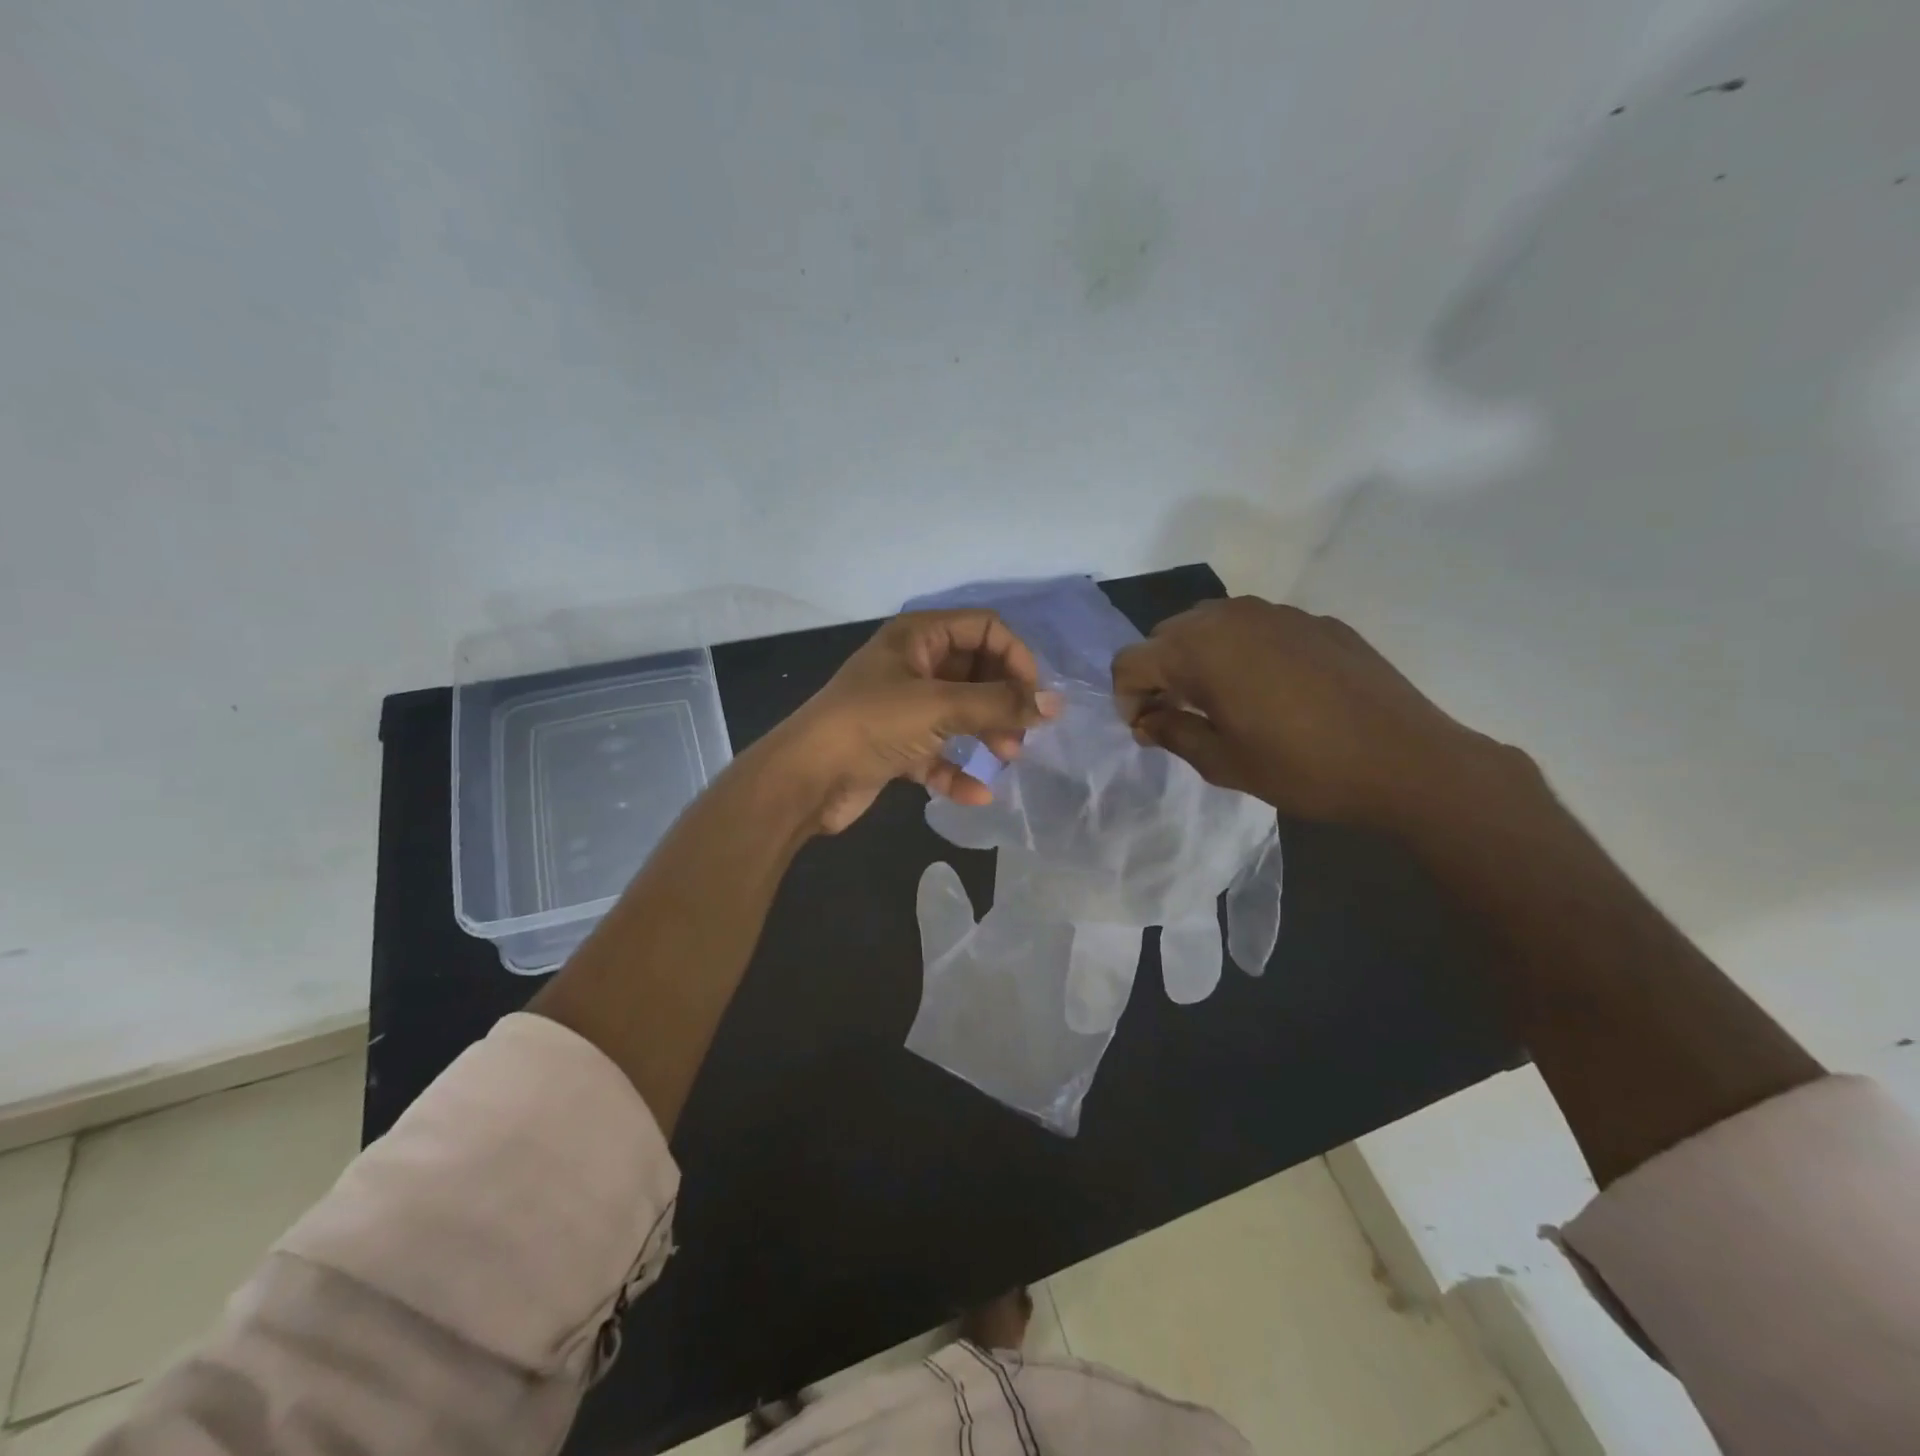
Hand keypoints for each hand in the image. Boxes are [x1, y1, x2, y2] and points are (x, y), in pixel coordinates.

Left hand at [772, 609, 1059, 833]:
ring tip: (1008, 758)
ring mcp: (903, 707)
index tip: (1033, 697)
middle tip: (1022, 732)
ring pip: (960, 713)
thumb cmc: (871, 725)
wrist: (804, 779)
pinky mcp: (896, 746)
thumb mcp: (938, 707)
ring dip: (986, 734)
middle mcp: (912, 665)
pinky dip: (957, 770)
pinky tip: (977, 795)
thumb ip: (998, 704)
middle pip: (976, 671)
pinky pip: (938, 752)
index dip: (1015, 657)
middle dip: (1003, 700)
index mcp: (918, 637)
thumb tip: (1056, 705)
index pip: (985, 629)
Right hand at [1111, 597, 1504, 830]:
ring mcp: (1277, 613)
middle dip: (1160, 674)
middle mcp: (1230, 617)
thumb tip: (1147, 720)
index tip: (1147, 730)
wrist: (1407, 760)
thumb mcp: (1224, 763)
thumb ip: (1172, 733)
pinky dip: (1243, 652)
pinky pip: (1257, 628)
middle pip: (1167, 635)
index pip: (1131, 660)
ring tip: (1223, 701)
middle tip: (1180, 716)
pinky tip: (1274, 691)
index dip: (1126, 697)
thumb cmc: (1303, 768)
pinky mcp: (1314, 621)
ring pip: (1211, 625)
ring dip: (1200, 659)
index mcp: (1200, 650)